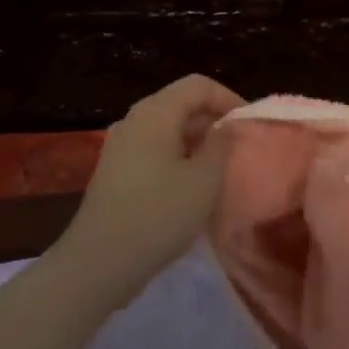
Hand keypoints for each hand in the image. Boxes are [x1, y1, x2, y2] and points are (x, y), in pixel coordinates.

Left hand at [58, 75, 244, 302]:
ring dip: (196, 141)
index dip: (228, 98)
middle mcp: (134, 120)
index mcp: (155, 113)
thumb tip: (226, 128)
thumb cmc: (159, 215)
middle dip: (213, 120)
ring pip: (167, 129)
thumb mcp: (204, 180)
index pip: (198, 85)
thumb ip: (221, 145)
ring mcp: (120, 146)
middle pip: (180, 104)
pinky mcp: (114, 171)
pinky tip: (190, 186)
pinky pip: (153, 149)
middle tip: (238, 148)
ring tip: (219, 168)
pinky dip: (177, 157)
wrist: (99, 262)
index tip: (249, 124)